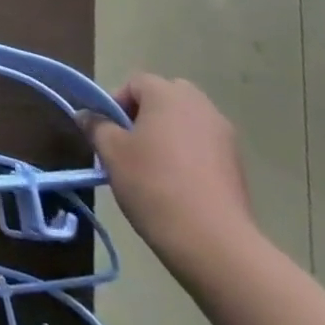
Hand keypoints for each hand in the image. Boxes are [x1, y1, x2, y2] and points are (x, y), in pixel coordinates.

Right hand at [83, 74, 260, 283]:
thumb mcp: (112, 153)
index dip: (116, 103)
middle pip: (165, 97)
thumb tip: (86, 115)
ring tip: (152, 167)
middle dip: (144, 114)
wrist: (212, 241)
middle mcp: (200, 106)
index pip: (136, 83)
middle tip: (129, 143)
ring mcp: (224, 135)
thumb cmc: (153, 184)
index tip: (107, 132)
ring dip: (167, 133)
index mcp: (168, 95)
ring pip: (186, 121)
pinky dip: (188, 154)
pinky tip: (177, 184)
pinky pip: (203, 144)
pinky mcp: (237, 163)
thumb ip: (97, 126)